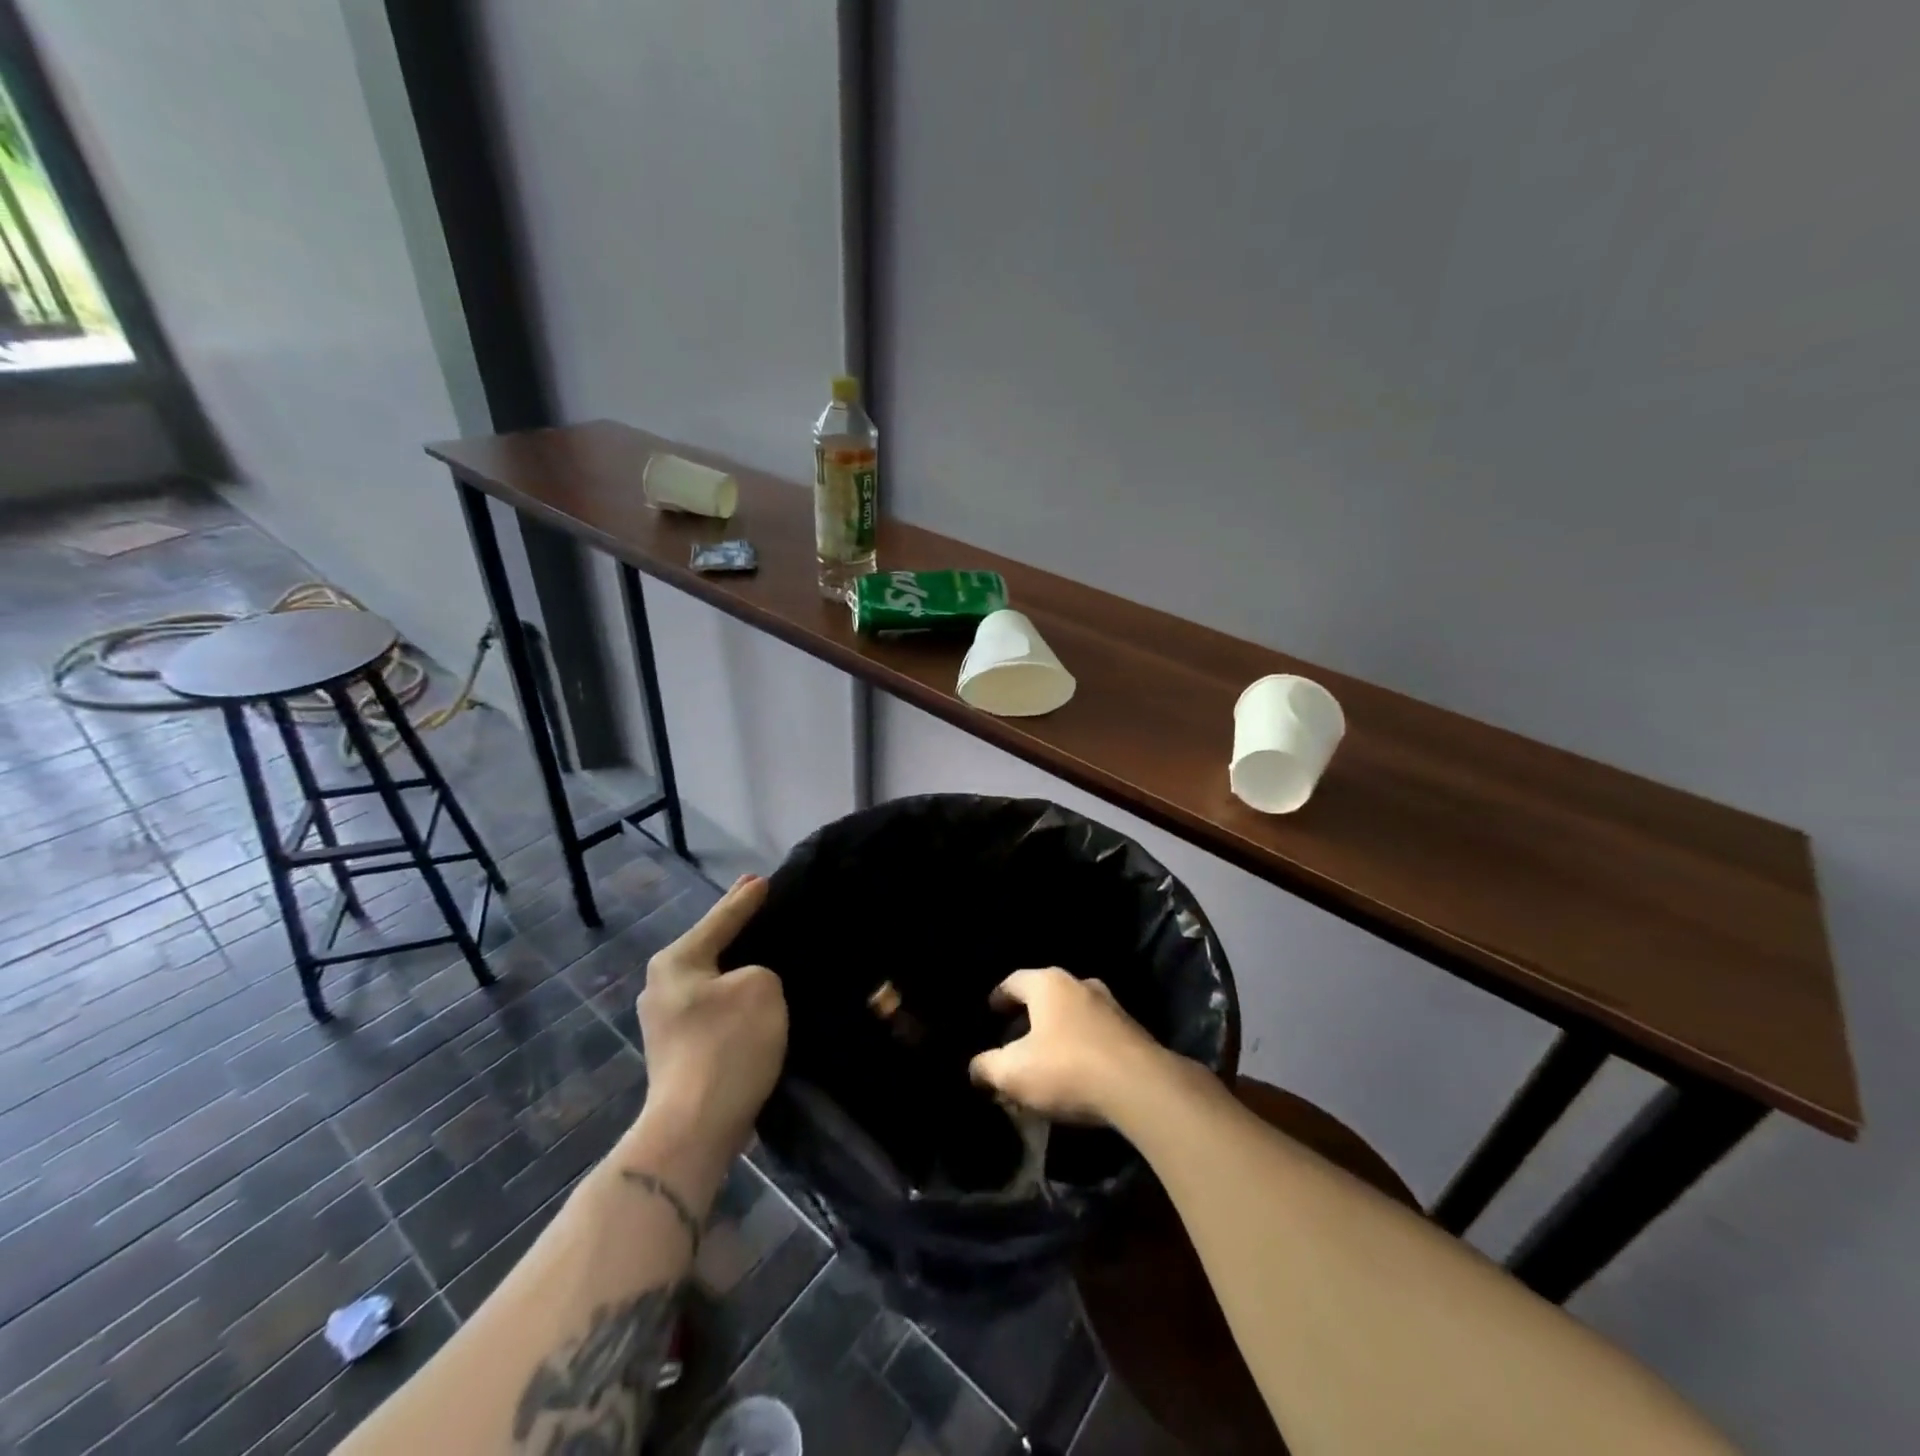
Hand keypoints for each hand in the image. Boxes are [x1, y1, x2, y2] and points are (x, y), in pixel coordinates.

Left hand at [636, 875, 786, 1161]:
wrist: (695, 1127)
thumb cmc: (728, 1045)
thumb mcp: (762, 987)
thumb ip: (759, 970)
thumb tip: (747, 985)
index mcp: (676, 962)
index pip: (720, 919)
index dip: (746, 899)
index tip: (763, 879)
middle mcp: (662, 986)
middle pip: (710, 946)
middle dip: (736, 928)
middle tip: (759, 902)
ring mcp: (666, 1021)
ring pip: (712, 978)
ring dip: (737, 966)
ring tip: (763, 950)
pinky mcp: (679, 1050)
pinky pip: (714, 1006)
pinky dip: (734, 996)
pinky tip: (754, 997)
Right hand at [968, 967, 1168, 1123]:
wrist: (1140, 1087)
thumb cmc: (1067, 1068)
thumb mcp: (1013, 1073)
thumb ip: (987, 1068)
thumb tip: (974, 1068)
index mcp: (1048, 984)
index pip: (1014, 981)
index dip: (999, 997)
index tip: (990, 1011)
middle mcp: (1080, 984)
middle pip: (1046, 995)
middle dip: (1030, 1016)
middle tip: (1015, 1037)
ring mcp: (1111, 1005)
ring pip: (1074, 1014)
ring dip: (1058, 1031)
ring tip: (1046, 1057)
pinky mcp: (1133, 1031)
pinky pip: (1096, 1033)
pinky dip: (1081, 1045)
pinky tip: (1077, 1071)